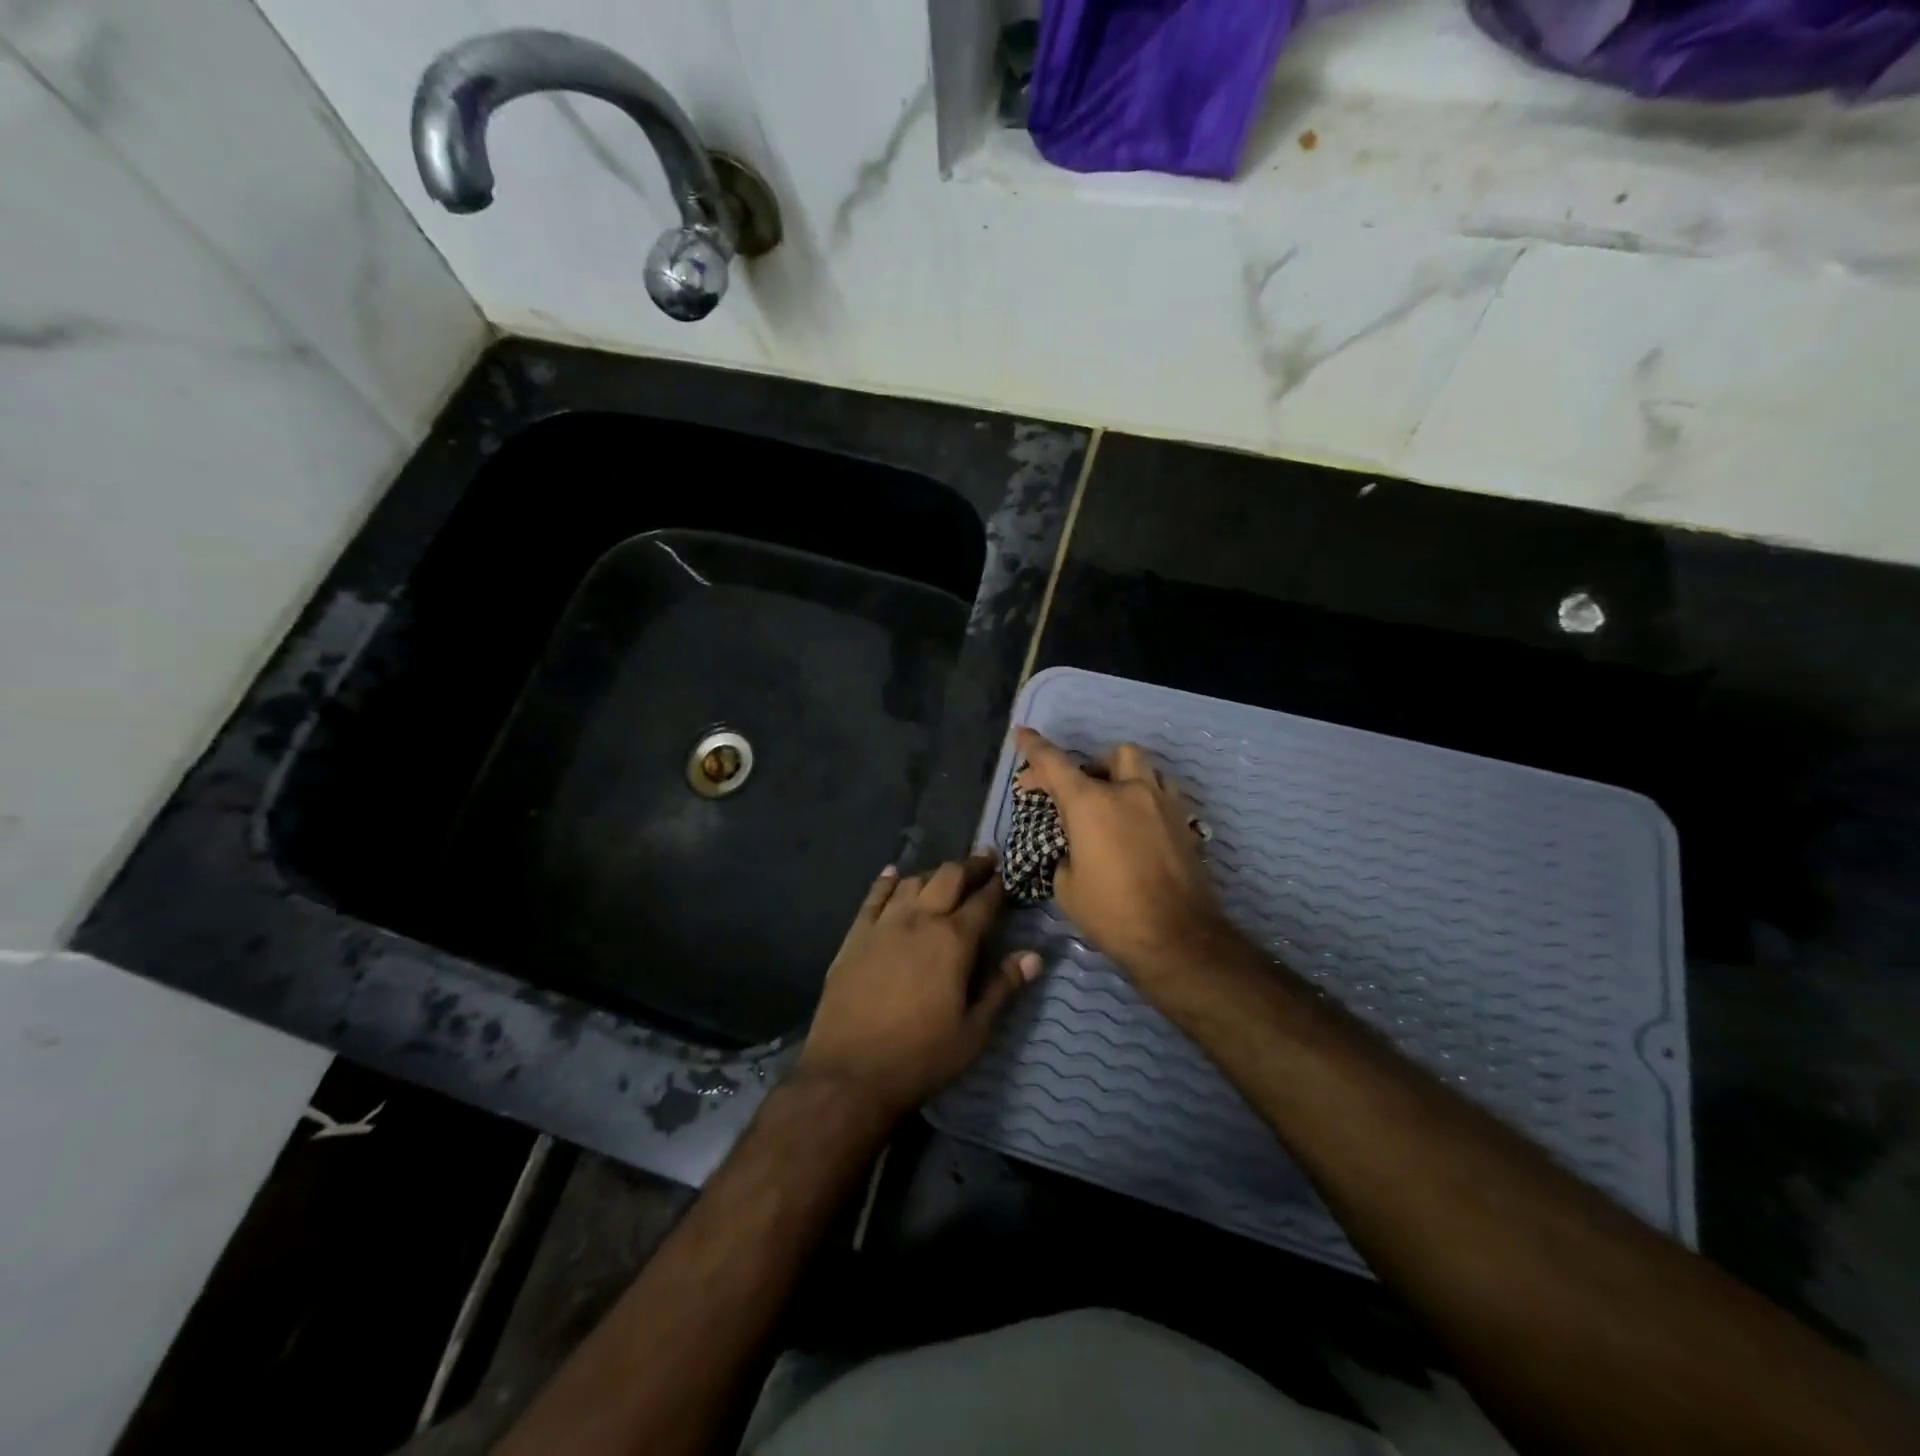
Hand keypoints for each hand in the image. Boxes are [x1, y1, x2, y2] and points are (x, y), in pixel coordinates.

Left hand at [795, 853, 1040, 1121]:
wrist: (849, 1073)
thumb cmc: (920, 1056)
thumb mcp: (973, 1031)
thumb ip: (1003, 988)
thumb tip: (1034, 956)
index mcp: (953, 941)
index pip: (983, 902)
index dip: (999, 885)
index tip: (1009, 872)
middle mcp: (920, 920)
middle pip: (948, 878)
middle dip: (971, 865)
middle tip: (985, 858)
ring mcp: (884, 924)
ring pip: (913, 881)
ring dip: (933, 872)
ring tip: (946, 872)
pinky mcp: (856, 936)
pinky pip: (874, 896)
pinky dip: (887, 880)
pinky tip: (894, 873)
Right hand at [1015, 727, 1231, 980]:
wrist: (1178, 938)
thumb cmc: (1112, 913)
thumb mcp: (1067, 886)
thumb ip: (1065, 851)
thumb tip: (1072, 845)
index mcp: (1090, 804)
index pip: (1054, 763)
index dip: (1034, 747)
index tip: (1022, 734)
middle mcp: (1129, 792)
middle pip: (1111, 754)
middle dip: (1091, 766)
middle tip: (1077, 793)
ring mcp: (1163, 804)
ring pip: (1145, 768)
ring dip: (1124, 776)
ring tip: (1114, 802)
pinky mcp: (1185, 822)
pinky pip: (1164, 793)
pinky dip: (1147, 798)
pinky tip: (1139, 825)